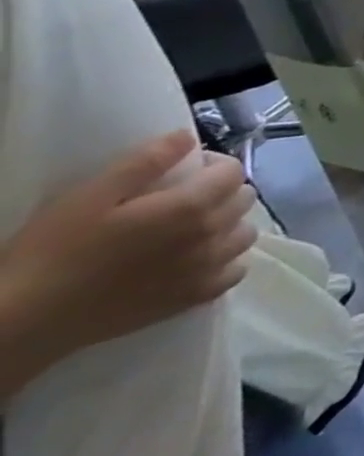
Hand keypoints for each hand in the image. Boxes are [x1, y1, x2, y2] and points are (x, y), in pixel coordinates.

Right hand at [0, 130, 256, 384]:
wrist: (26, 319)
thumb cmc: (54, 253)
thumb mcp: (90, 196)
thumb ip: (146, 161)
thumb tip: (186, 137)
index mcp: (192, 207)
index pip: (233, 171)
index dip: (213, 165)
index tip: (184, 171)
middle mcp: (212, 235)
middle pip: (243, 199)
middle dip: (221, 192)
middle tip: (183, 199)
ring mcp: (209, 268)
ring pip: (245, 233)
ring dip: (228, 225)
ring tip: (190, 229)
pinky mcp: (197, 297)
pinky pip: (235, 271)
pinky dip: (225, 261)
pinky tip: (196, 260)